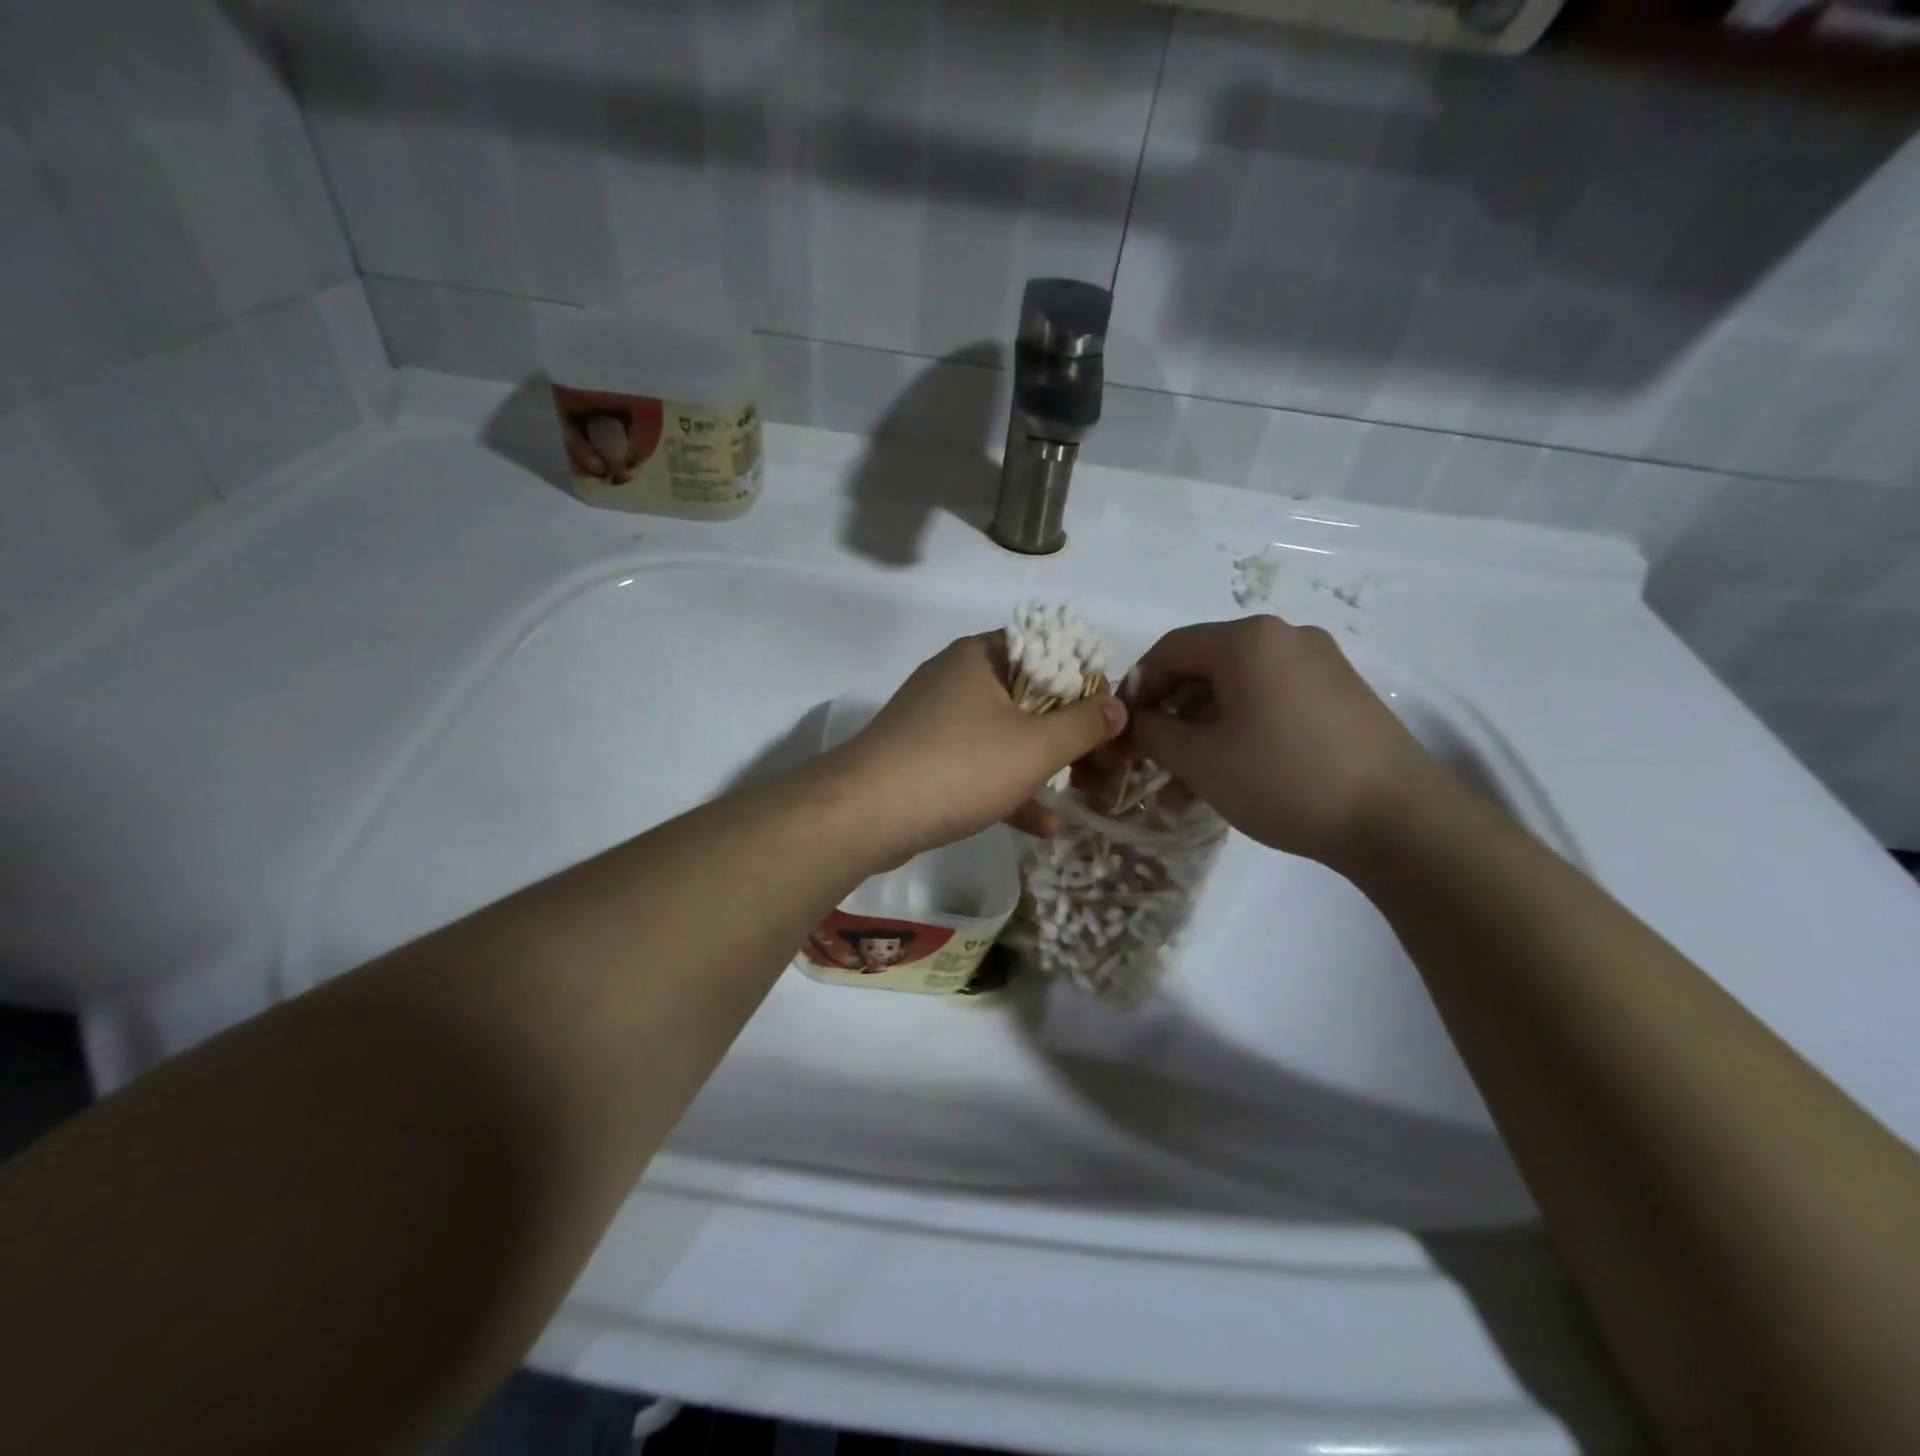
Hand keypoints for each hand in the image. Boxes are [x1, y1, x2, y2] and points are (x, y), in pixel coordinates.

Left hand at [830, 634, 1126, 862]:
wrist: (865, 815)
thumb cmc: (959, 766)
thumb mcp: (1035, 746)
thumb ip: (1083, 724)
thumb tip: (1117, 705)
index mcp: (981, 657)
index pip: (1047, 649)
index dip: (1085, 679)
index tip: (1111, 714)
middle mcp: (957, 679)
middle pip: (1028, 695)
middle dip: (1069, 731)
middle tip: (1103, 760)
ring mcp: (936, 721)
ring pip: (1004, 735)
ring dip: (1043, 765)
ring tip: (1084, 794)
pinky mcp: (924, 759)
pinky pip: (978, 766)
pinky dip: (1008, 789)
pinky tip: (1044, 826)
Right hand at [1123, 616, 1440, 867]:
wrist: (1397, 819)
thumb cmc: (1283, 778)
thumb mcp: (1201, 760)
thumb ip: (1153, 733)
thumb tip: (1132, 722)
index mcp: (1247, 640)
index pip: (1169, 649)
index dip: (1136, 688)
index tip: (1122, 730)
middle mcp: (1285, 638)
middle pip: (1204, 668)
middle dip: (1170, 716)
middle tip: (1150, 760)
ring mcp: (1320, 664)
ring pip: (1238, 690)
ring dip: (1202, 731)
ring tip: (1184, 785)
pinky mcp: (1341, 695)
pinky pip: (1271, 702)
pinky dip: (1240, 731)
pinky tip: (1229, 775)